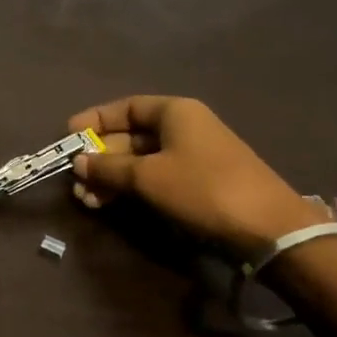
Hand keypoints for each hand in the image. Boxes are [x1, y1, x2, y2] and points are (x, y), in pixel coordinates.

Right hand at [67, 96, 326, 258]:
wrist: (268, 229)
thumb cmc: (202, 189)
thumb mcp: (147, 177)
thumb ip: (108, 167)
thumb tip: (78, 162)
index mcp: (174, 112)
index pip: (126, 107)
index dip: (95, 120)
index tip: (69, 136)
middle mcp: (184, 127)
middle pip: (131, 135)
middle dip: (100, 157)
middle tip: (76, 179)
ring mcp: (193, 156)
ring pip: (141, 160)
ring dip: (112, 177)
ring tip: (88, 199)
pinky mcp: (199, 184)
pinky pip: (156, 177)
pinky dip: (131, 187)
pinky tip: (110, 204)